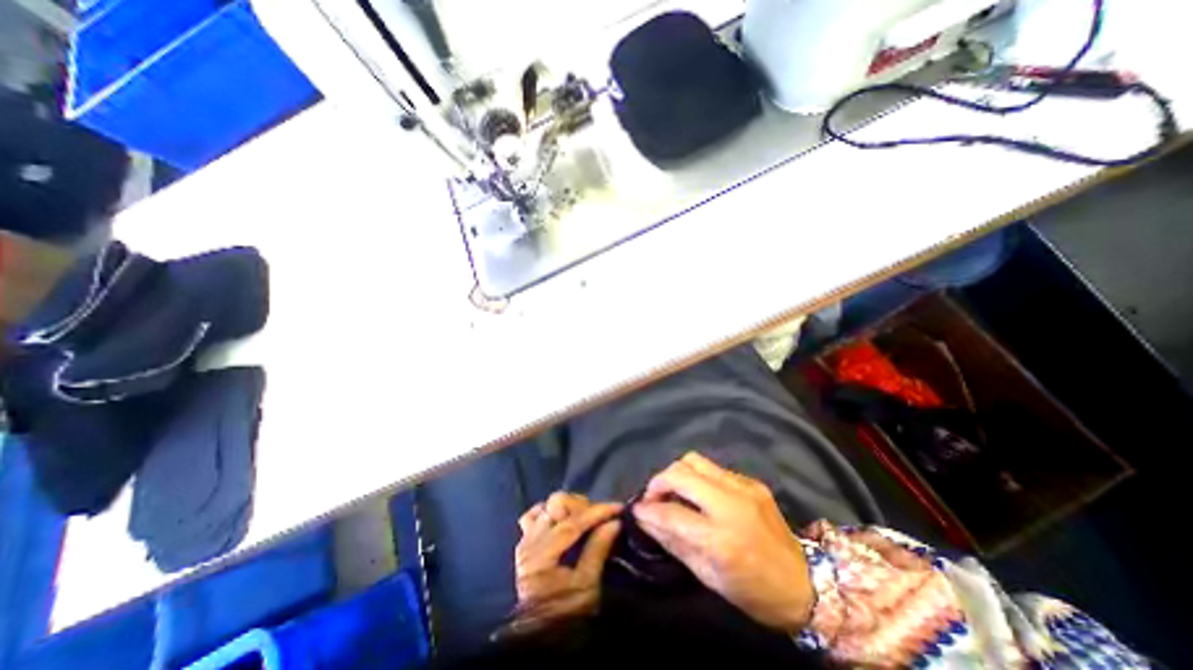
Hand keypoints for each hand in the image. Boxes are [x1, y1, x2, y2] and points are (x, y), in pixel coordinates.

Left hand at [509, 492, 623, 632]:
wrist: (544, 636)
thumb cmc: (567, 614)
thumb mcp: (587, 586)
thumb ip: (597, 549)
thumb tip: (614, 522)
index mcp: (542, 556)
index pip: (572, 523)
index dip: (596, 512)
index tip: (617, 507)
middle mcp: (529, 543)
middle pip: (557, 506)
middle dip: (583, 506)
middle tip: (601, 516)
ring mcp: (525, 540)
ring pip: (546, 506)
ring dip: (568, 507)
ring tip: (585, 517)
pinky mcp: (525, 542)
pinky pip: (532, 515)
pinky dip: (548, 512)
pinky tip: (562, 517)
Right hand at [628, 454, 816, 630]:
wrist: (806, 584)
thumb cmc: (753, 592)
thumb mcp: (708, 577)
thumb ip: (673, 542)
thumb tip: (645, 519)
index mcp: (721, 539)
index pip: (671, 513)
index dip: (648, 510)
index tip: (637, 510)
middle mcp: (731, 503)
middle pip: (680, 472)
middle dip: (659, 482)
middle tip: (654, 498)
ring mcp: (743, 487)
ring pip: (694, 460)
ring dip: (677, 473)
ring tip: (674, 491)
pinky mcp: (751, 481)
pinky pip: (713, 468)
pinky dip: (698, 477)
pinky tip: (700, 494)